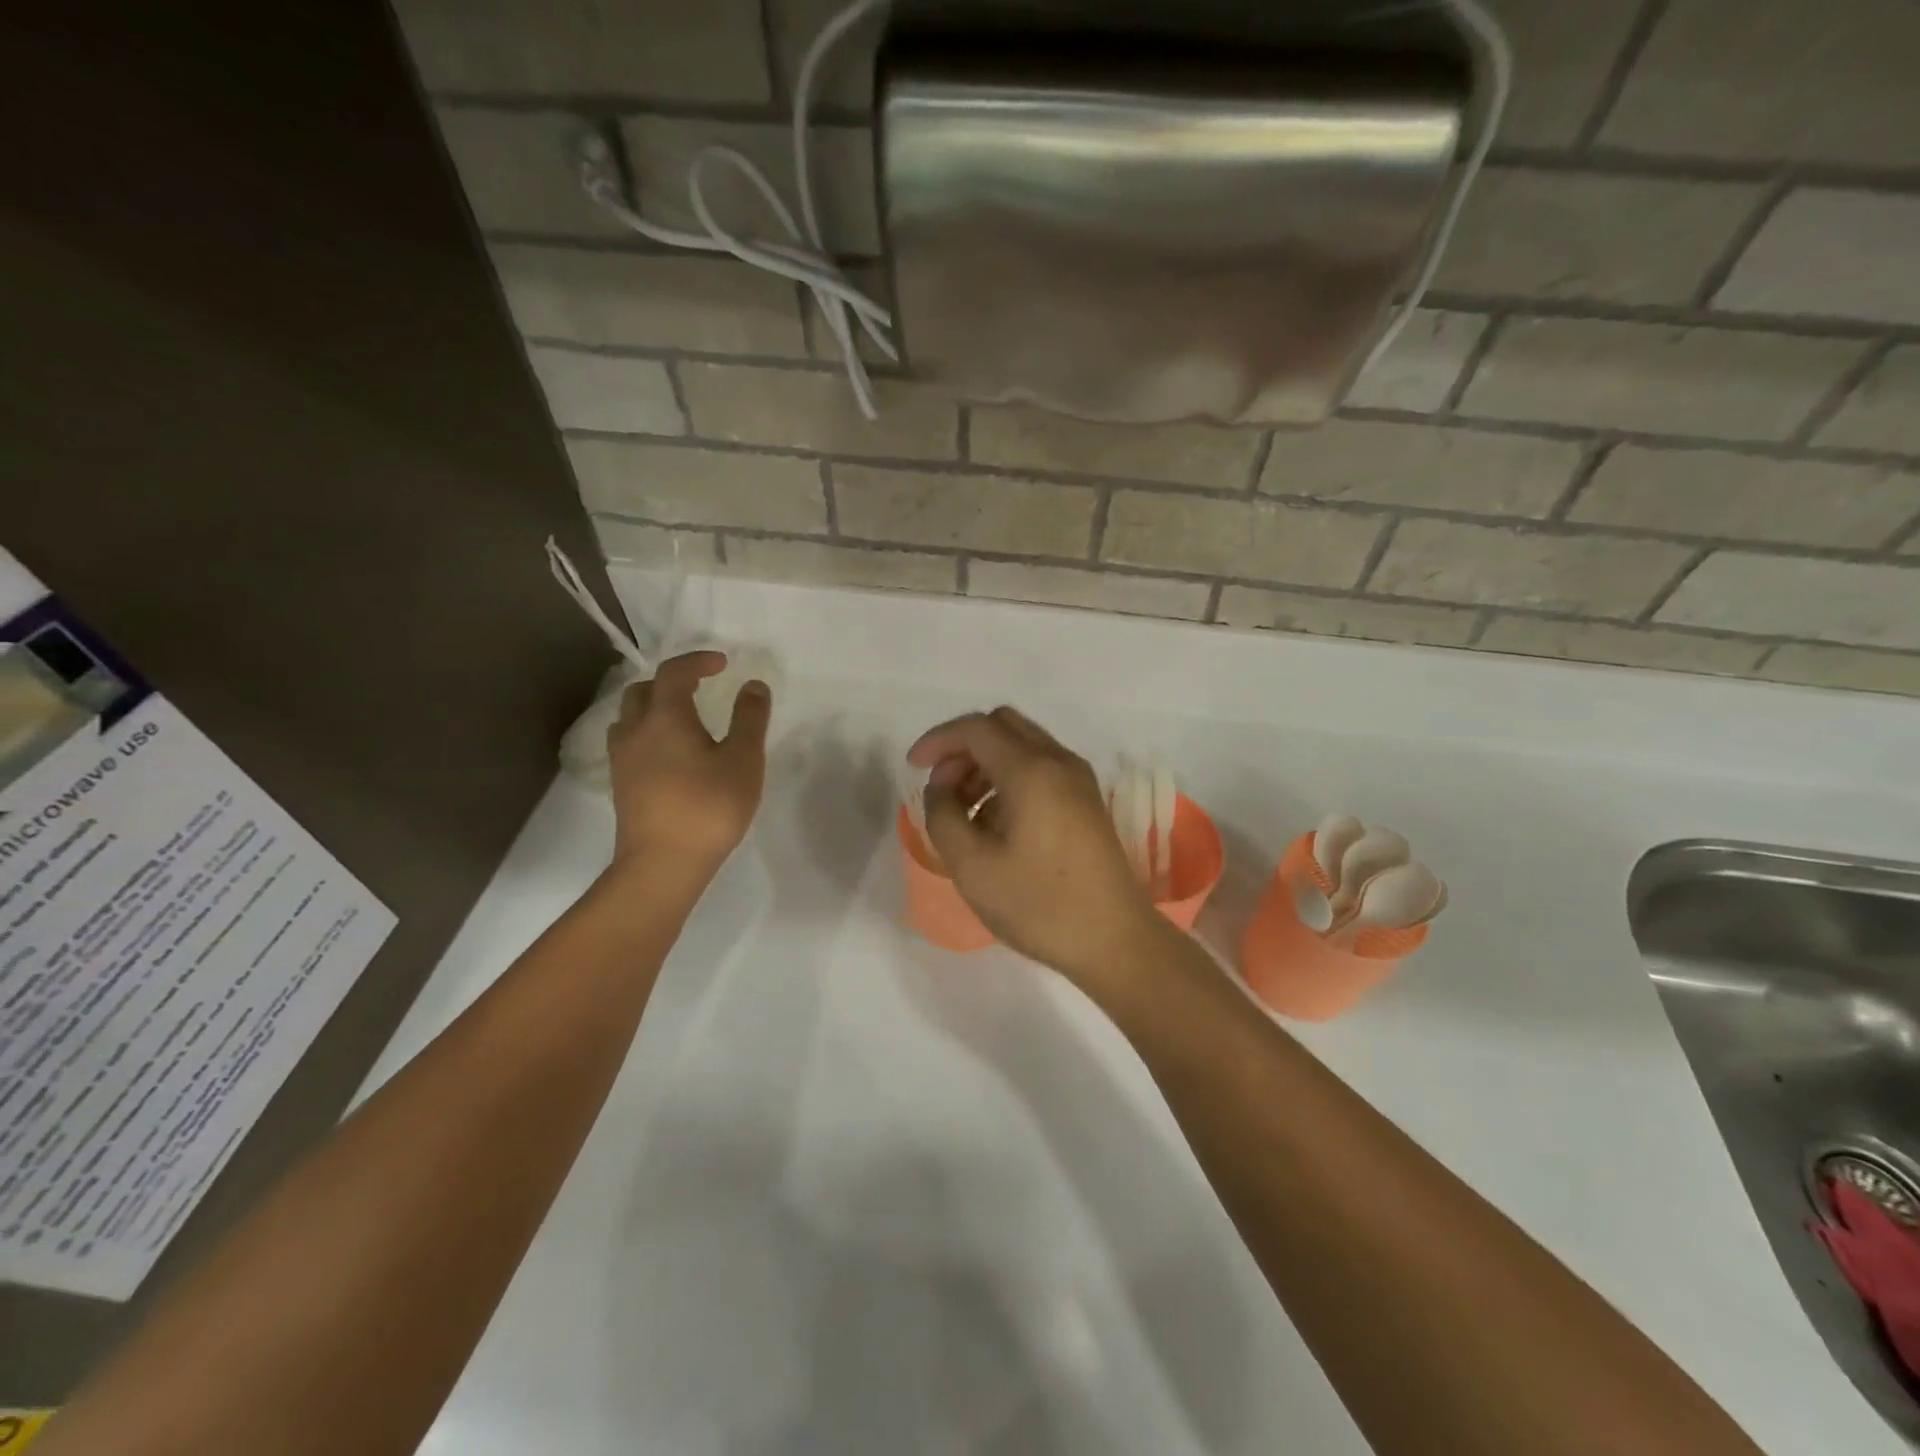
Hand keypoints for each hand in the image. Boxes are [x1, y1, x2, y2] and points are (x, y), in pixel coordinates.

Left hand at [607, 651, 770, 883]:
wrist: (662, 864)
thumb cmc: (708, 807)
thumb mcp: (743, 760)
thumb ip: (750, 719)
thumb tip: (753, 685)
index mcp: (665, 717)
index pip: (674, 672)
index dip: (697, 661)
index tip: (723, 664)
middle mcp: (636, 730)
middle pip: (643, 690)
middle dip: (671, 682)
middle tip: (700, 689)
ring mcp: (623, 758)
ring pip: (630, 717)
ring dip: (654, 707)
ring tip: (684, 719)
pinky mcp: (621, 784)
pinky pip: (629, 742)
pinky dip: (648, 733)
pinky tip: (670, 754)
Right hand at [907, 707, 1163, 989]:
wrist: (1114, 940)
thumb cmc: (1039, 905)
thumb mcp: (972, 866)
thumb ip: (943, 815)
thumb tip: (941, 788)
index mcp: (1032, 770)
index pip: (976, 728)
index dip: (938, 740)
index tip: (913, 768)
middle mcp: (1059, 762)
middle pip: (1002, 726)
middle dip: (963, 748)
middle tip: (942, 789)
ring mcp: (1079, 780)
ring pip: (1022, 745)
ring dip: (986, 764)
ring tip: (964, 812)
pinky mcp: (1086, 801)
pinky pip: (1040, 767)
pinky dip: (1009, 777)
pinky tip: (996, 822)